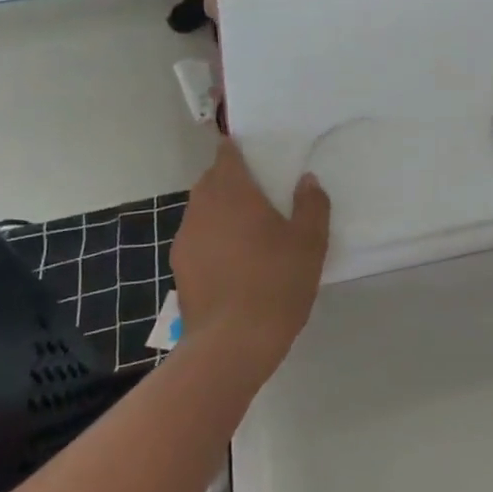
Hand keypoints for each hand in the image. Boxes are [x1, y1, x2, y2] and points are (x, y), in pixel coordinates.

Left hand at [170, 141, 330, 368]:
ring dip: (222, 212)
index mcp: (233, 193)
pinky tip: (235, 261)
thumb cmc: (277, 282)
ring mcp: (186, 238)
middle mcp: (202, 208)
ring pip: (203, 211)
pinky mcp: (180, 267)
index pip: (226, 155)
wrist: (232, 342)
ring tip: (250, 230)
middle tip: (261, 193)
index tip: (254, 153)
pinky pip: (198, 239)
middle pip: (212, 181)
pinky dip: (214, 239)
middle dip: (232, 180)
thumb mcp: (310, 242)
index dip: (237, 149)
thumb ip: (311, 205)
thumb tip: (307, 180)